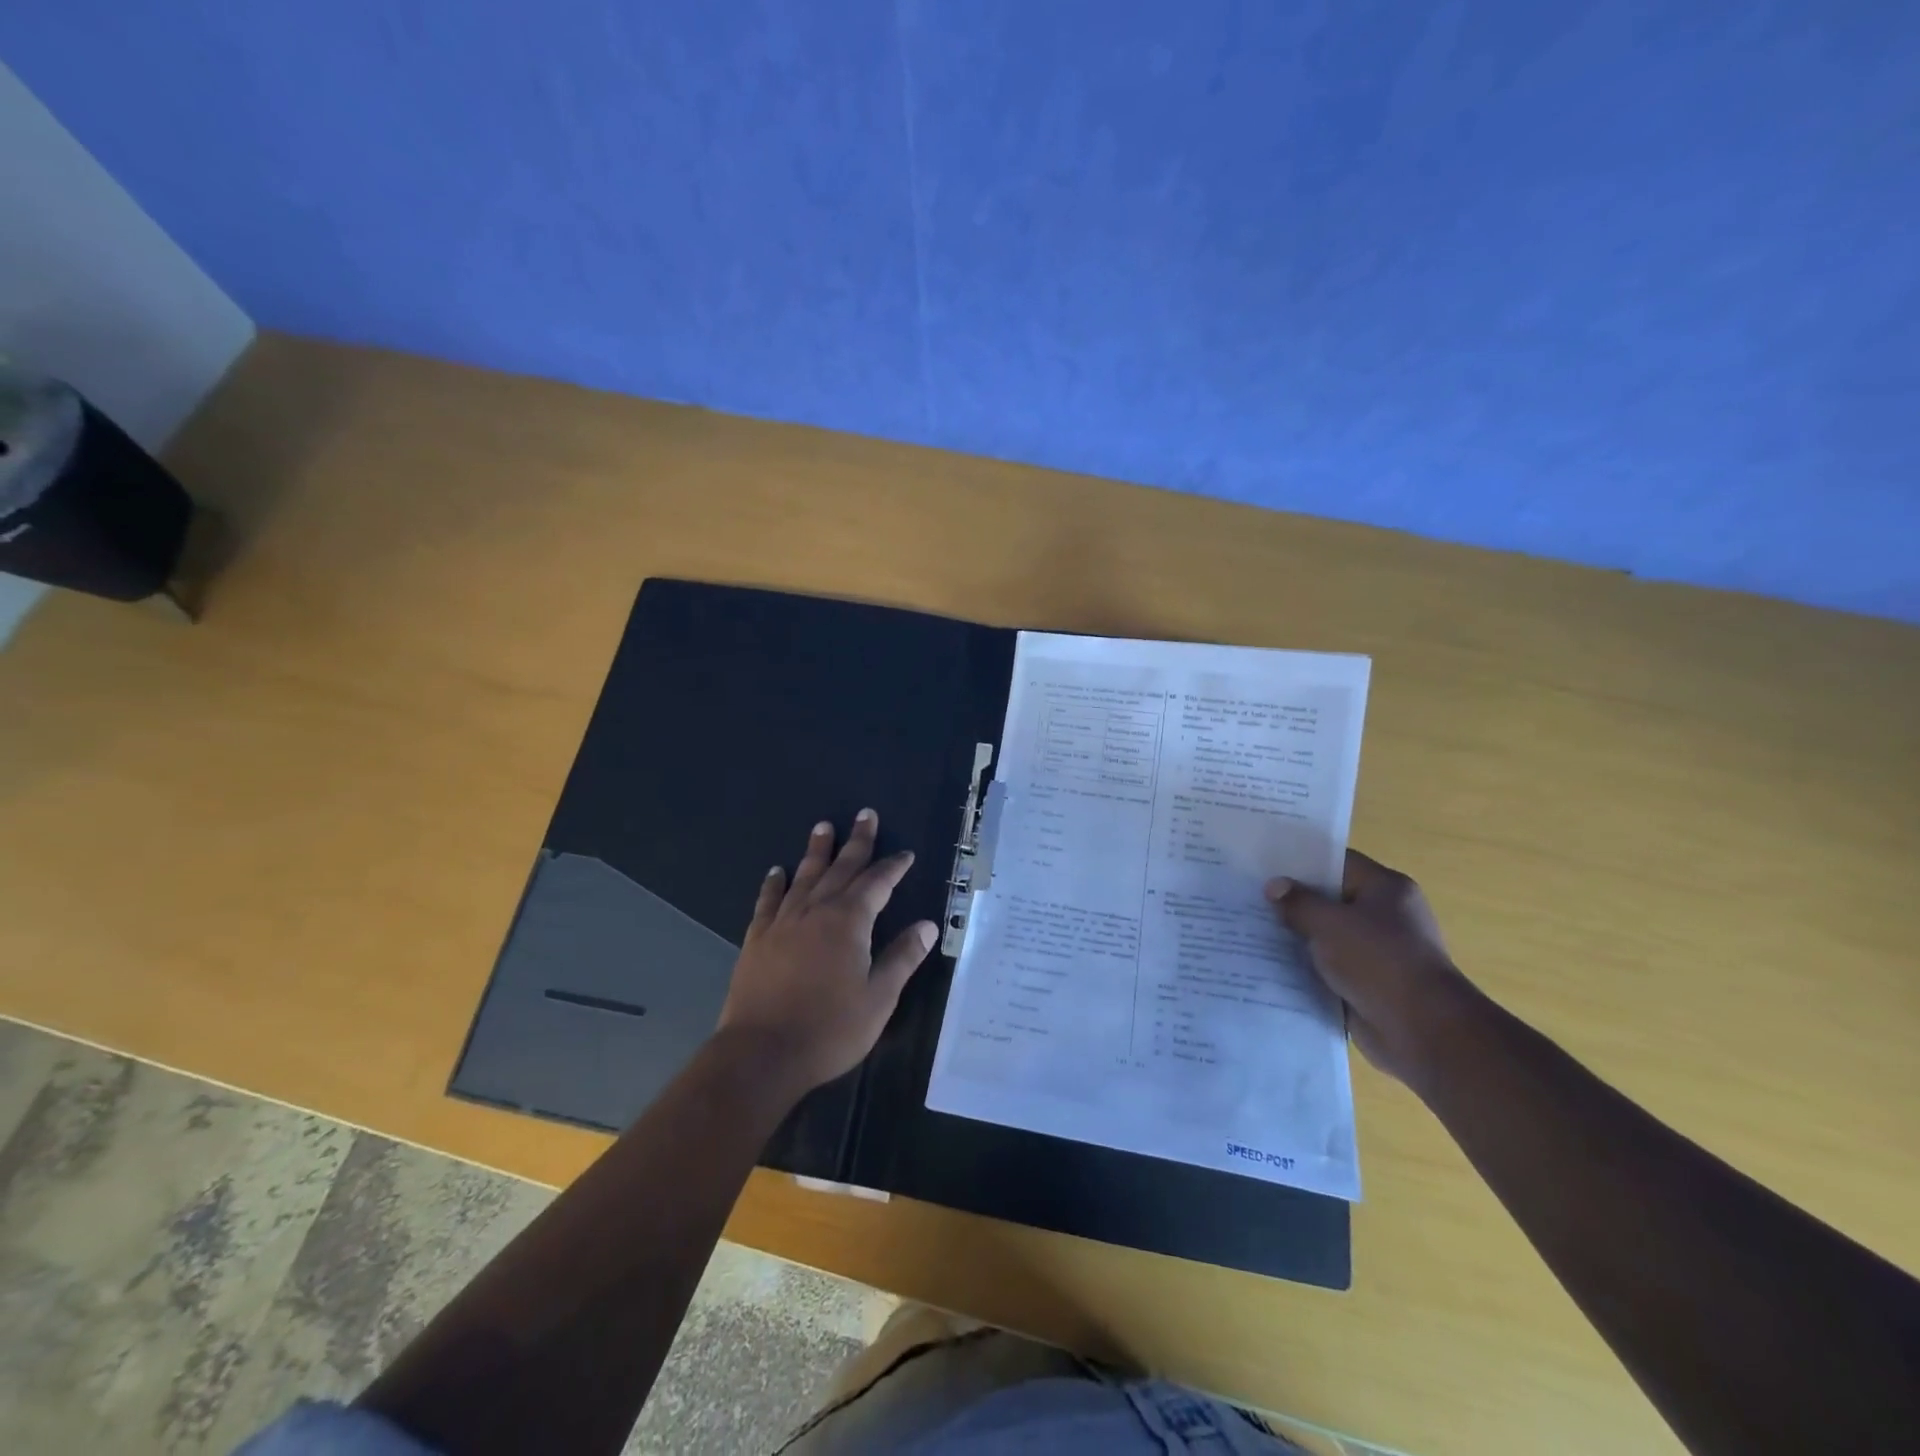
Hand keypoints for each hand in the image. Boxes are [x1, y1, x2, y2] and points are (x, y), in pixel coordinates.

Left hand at [715, 810, 937, 1096]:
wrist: (762, 1053)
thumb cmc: (829, 1029)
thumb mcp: (878, 998)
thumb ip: (902, 958)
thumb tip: (927, 926)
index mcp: (849, 922)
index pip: (877, 883)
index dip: (893, 867)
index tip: (905, 854)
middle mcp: (816, 911)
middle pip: (841, 868)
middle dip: (857, 842)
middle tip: (865, 814)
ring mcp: (783, 923)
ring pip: (804, 877)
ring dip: (817, 851)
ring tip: (823, 826)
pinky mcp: (757, 939)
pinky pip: (768, 901)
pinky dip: (774, 884)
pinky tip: (777, 871)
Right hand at [1266, 850, 1478, 1086]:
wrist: (1421, 1030)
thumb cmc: (1378, 961)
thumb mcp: (1329, 923)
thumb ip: (1298, 902)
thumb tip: (1274, 887)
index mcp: (1386, 889)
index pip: (1338, 863)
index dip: (1301, 862)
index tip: (1264, 865)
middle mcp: (1385, 916)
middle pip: (1330, 900)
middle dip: (1293, 902)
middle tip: (1250, 897)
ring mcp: (1377, 952)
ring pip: (1327, 936)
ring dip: (1297, 937)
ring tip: (1252, 929)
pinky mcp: (1368, 983)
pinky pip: (1329, 967)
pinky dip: (1307, 967)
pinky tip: (1271, 964)